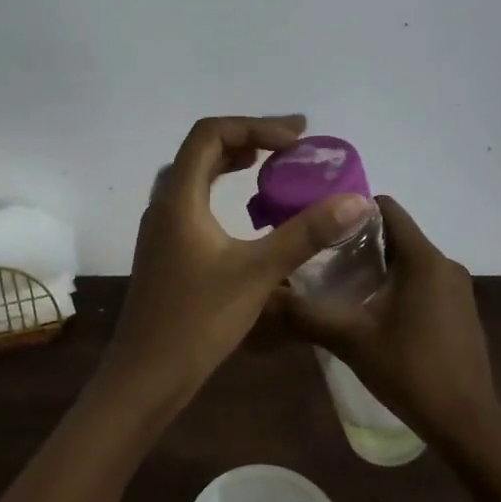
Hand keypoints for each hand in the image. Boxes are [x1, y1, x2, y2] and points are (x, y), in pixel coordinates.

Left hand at [106, 115, 371, 403]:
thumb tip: (354, 200)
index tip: (296, 139)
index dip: (255, 125)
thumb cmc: (198, 320)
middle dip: (248, 139)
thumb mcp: (258, 273)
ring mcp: (161, 230)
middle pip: (202, 150)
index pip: (210, 134)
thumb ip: (305, 234)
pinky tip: (248, 216)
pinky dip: (222, 192)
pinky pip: (193, 203)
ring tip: (273, 168)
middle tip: (292, 146)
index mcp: (179, 198)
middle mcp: (164, 205)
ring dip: (232, 164)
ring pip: (195, 177)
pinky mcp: (165, 252)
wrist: (146, 375)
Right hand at [274, 195, 500, 440]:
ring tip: (340, 286)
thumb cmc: (409, 371)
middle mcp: (445, 264)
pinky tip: (372, 312)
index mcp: (423, 259)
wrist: (465, 422)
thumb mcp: (350, 341)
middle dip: (358, 242)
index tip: (321, 226)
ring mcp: (458, 288)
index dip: (352, 210)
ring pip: (409, 260)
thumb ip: (307, 315)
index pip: (387, 209)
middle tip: (320, 259)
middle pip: (396, 234)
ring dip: (377, 267)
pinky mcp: (461, 309)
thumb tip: (266, 296)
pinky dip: (397, 285)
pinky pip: (423, 281)